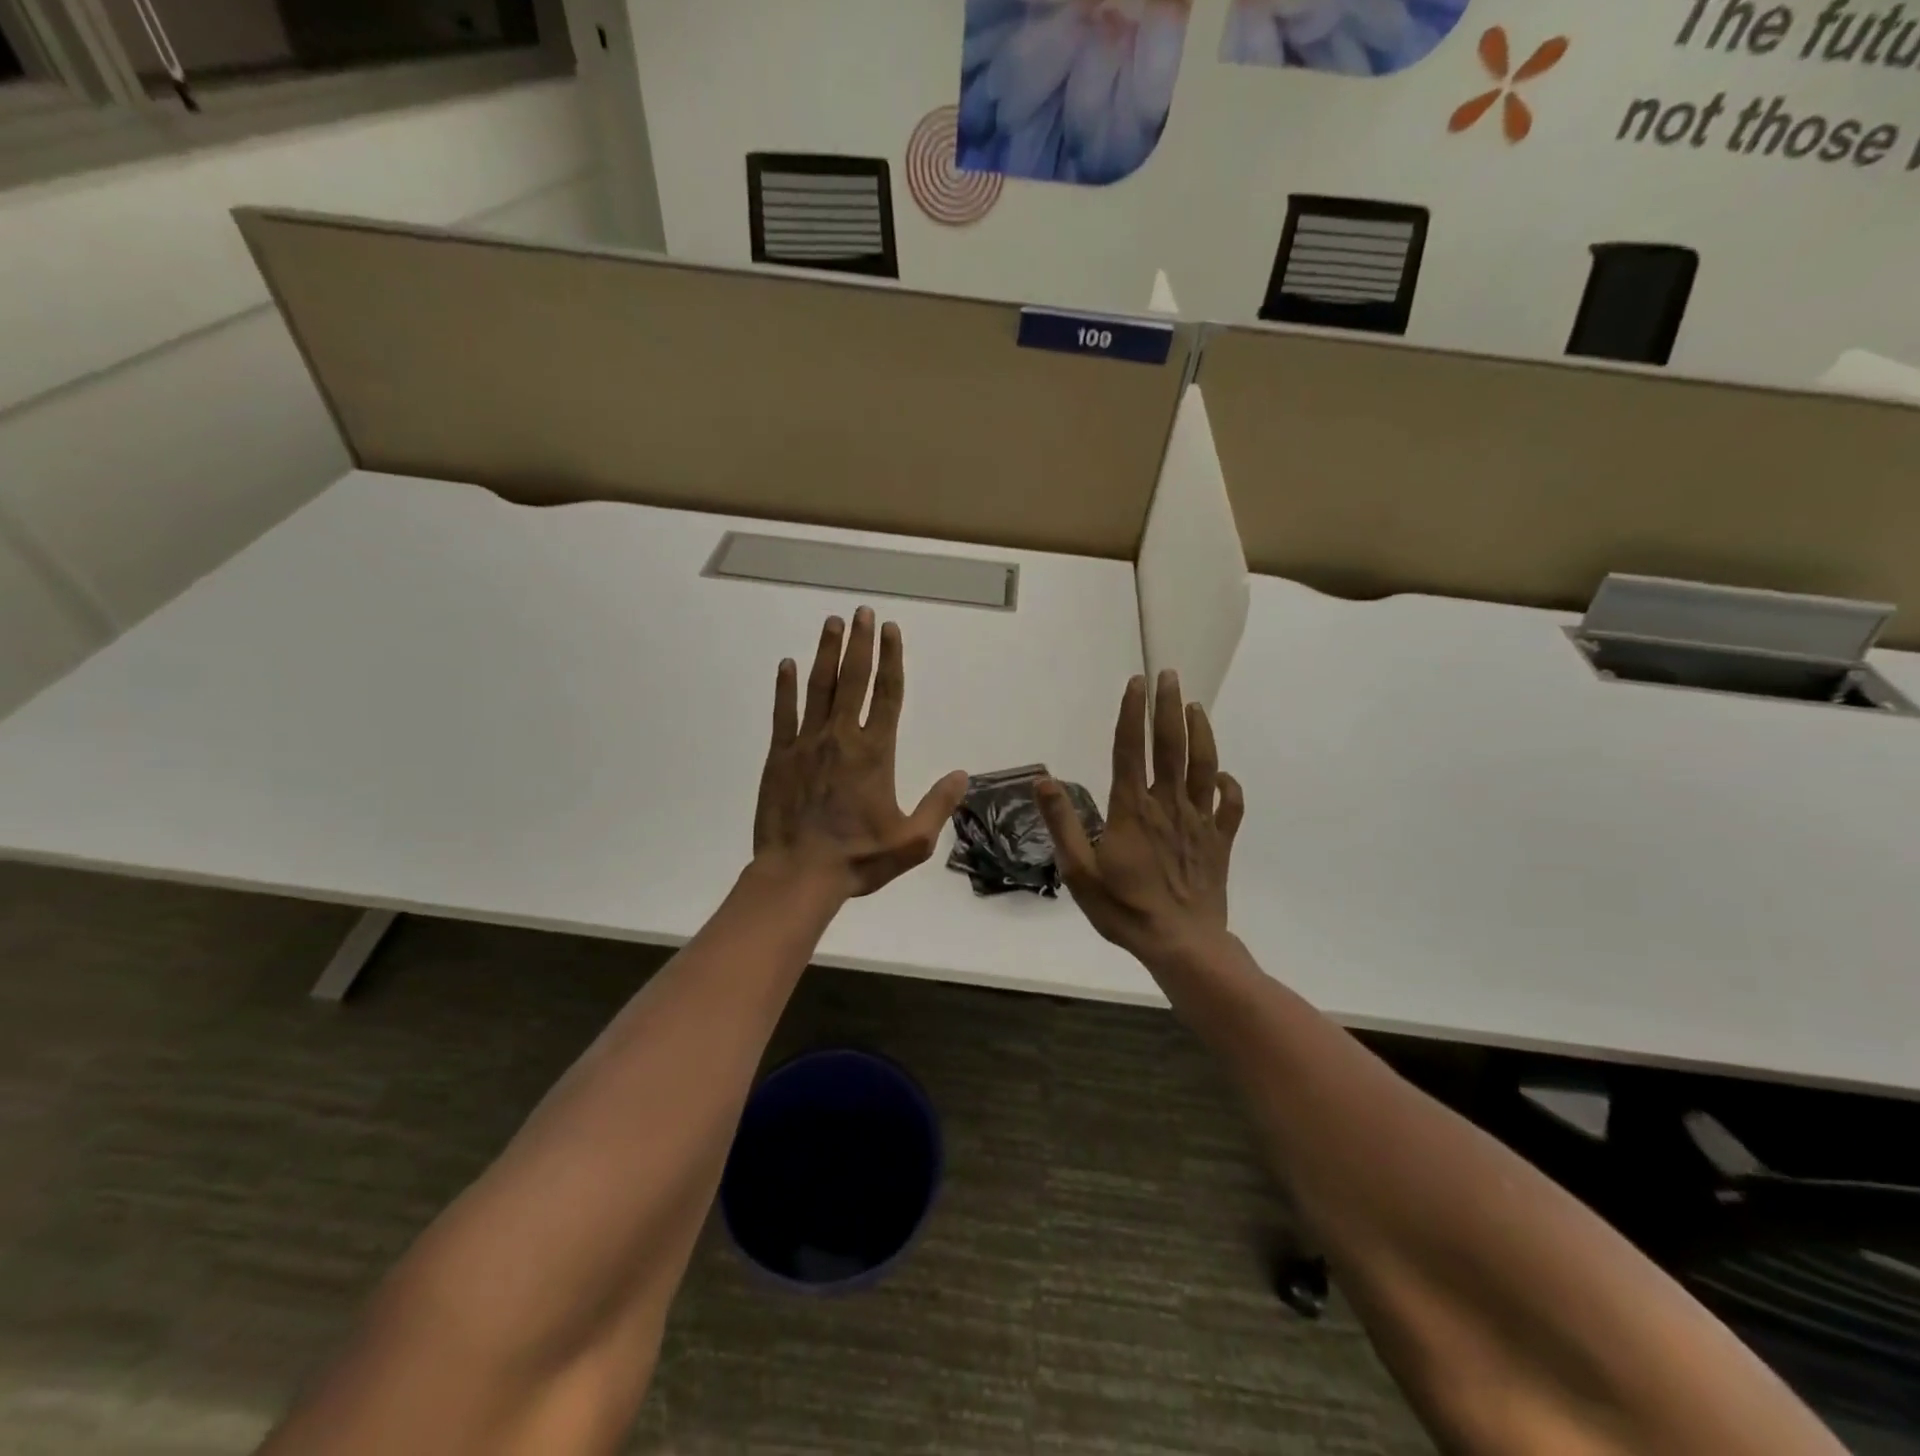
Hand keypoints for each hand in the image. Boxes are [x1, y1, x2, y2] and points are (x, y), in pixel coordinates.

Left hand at [753, 607, 969, 899]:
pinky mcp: (779, 755)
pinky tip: (787, 664)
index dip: (892, 659)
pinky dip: (785, 687)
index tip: (892, 630)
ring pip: (819, 688)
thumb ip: (939, 805)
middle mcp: (842, 738)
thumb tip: (962, 775)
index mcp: (875, 753)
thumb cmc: (859, 858)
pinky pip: (783, 713)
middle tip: (863, 612)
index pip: (887, 695)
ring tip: (832, 624)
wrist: (799, 874)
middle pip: (854, 680)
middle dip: (861, 643)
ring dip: (827, 653)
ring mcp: (807, 743)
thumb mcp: (912, 841)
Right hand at [1035, 670, 1243, 965]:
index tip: (1136, 682)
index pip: (1131, 749)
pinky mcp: (1220, 841)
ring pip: (1204, 766)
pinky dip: (1228, 785)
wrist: (1182, 944)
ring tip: (1195, 706)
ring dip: (1200, 733)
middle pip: (1170, 746)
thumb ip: (1062, 823)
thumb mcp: (1079, 871)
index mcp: (1132, 809)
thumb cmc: (1125, 909)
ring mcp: (1199, 822)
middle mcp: (1168, 805)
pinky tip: (1221, 774)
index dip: (1132, 713)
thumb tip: (1043, 780)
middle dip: (1168, 707)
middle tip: (1169, 675)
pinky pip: (1230, 805)